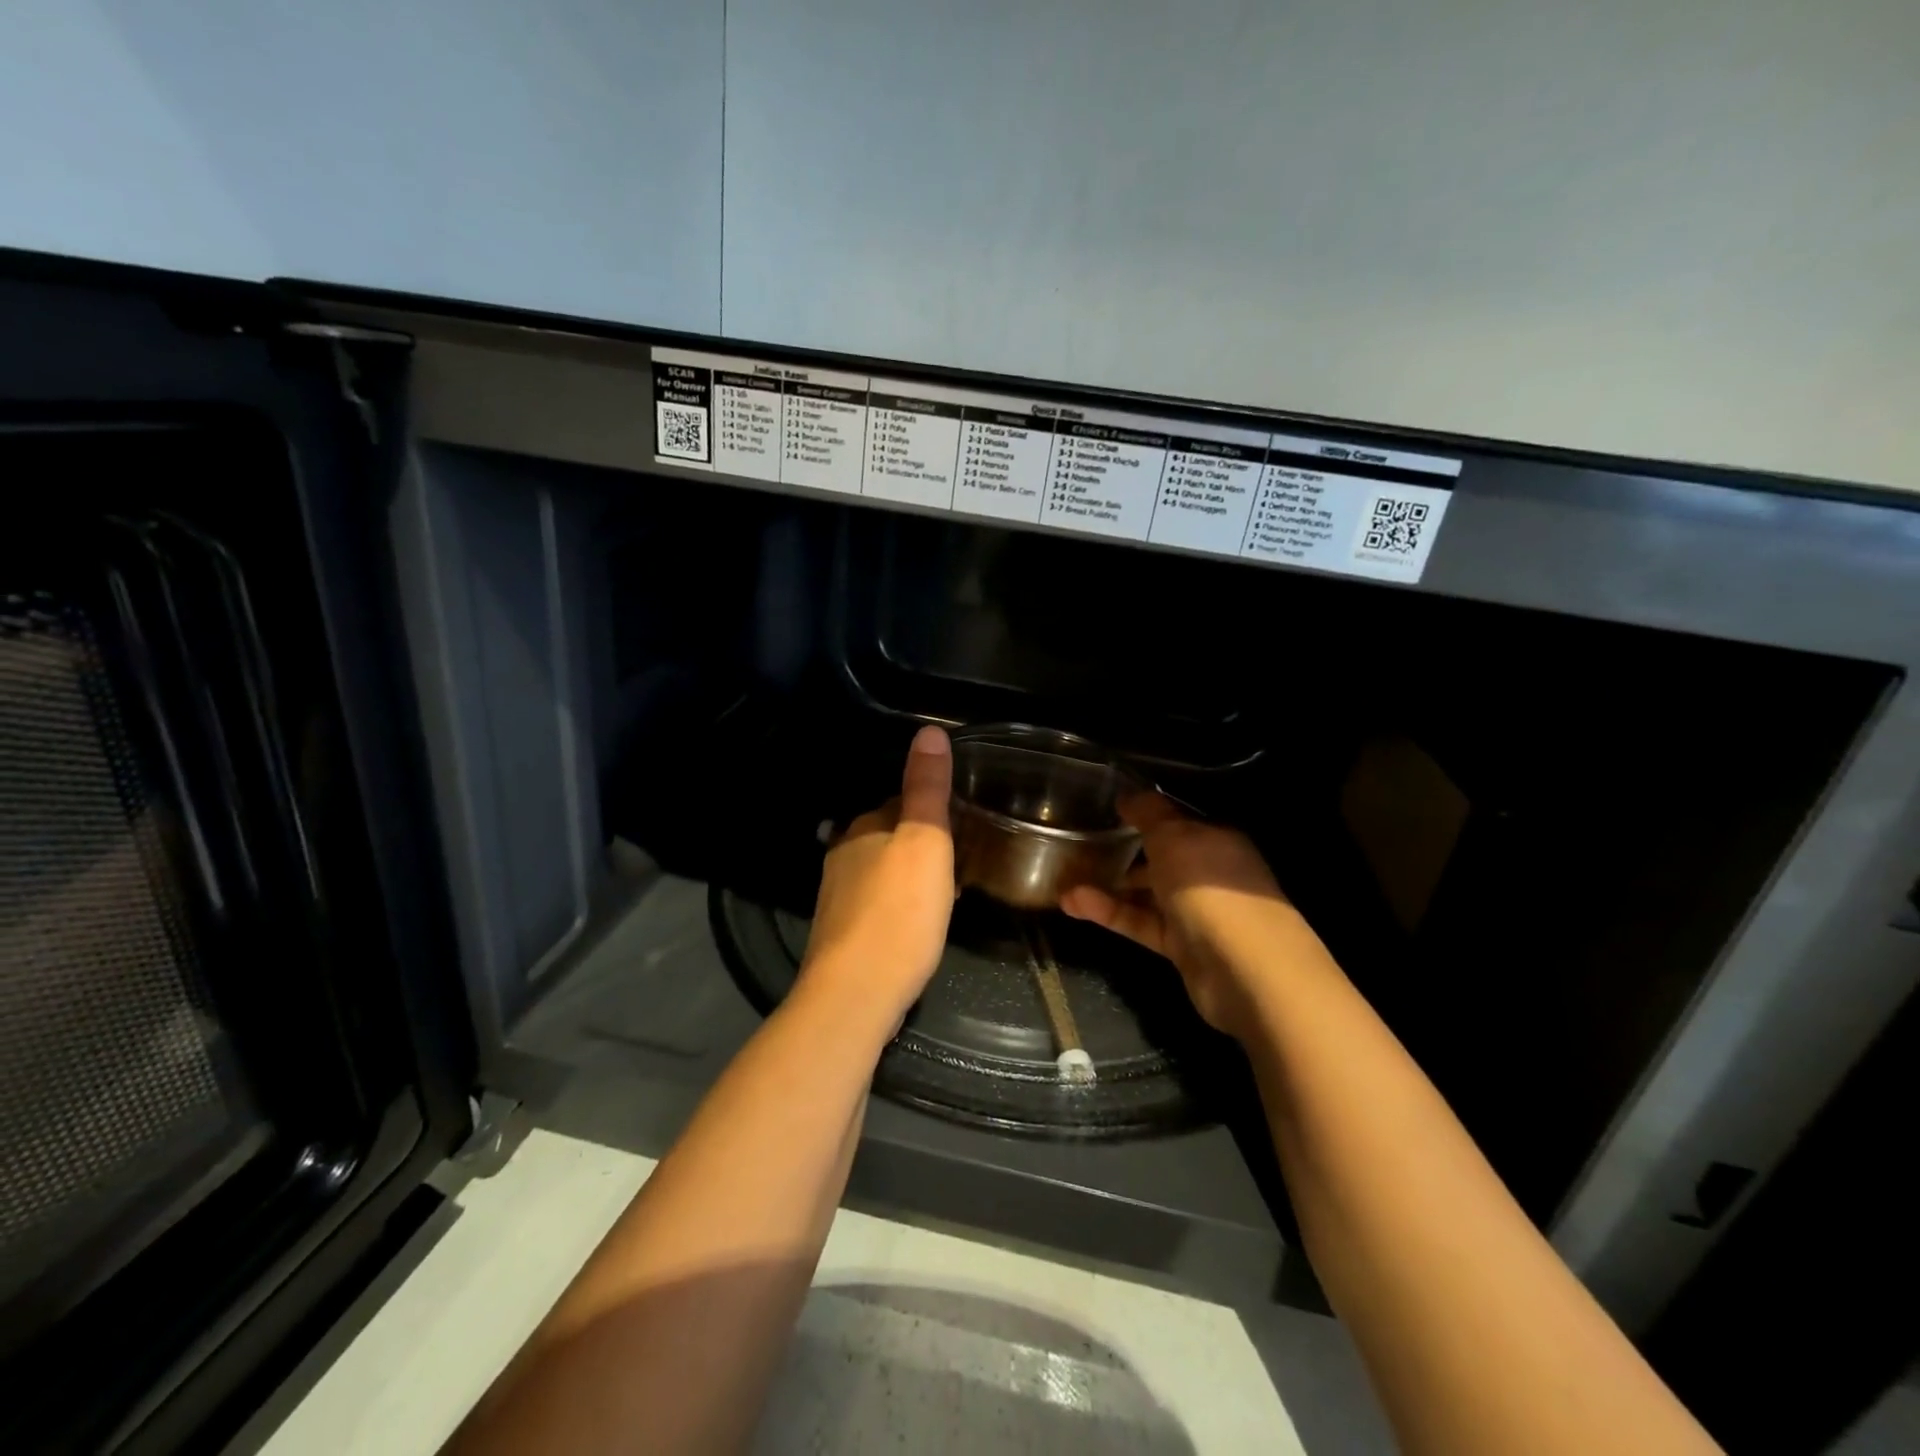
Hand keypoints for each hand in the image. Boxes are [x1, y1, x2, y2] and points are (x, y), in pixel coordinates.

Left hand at [798, 725, 955, 1024]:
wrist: (856, 993)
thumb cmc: (899, 911)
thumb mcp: (925, 841)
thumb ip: (927, 788)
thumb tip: (929, 730)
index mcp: (863, 828)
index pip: (898, 802)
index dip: (930, 810)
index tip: (961, 823)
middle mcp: (843, 855)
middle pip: (888, 838)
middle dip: (919, 844)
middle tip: (961, 860)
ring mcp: (837, 897)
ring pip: (881, 872)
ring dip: (909, 876)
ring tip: (945, 893)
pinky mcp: (840, 934)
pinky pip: (876, 906)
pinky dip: (897, 906)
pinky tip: (915, 926)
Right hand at [1061, 795, 1304, 1040]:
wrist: (1246, 969)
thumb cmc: (1210, 886)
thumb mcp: (1174, 835)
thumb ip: (1148, 813)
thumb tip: (1127, 795)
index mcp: (1215, 838)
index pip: (1175, 820)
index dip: (1141, 814)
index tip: (1103, 810)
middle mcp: (1209, 872)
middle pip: (1160, 857)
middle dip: (1122, 851)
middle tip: (1078, 846)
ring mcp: (1197, 911)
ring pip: (1146, 892)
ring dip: (1108, 885)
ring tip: (1064, 879)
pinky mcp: (1181, 946)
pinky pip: (1140, 922)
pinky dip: (1110, 913)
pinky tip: (1074, 904)